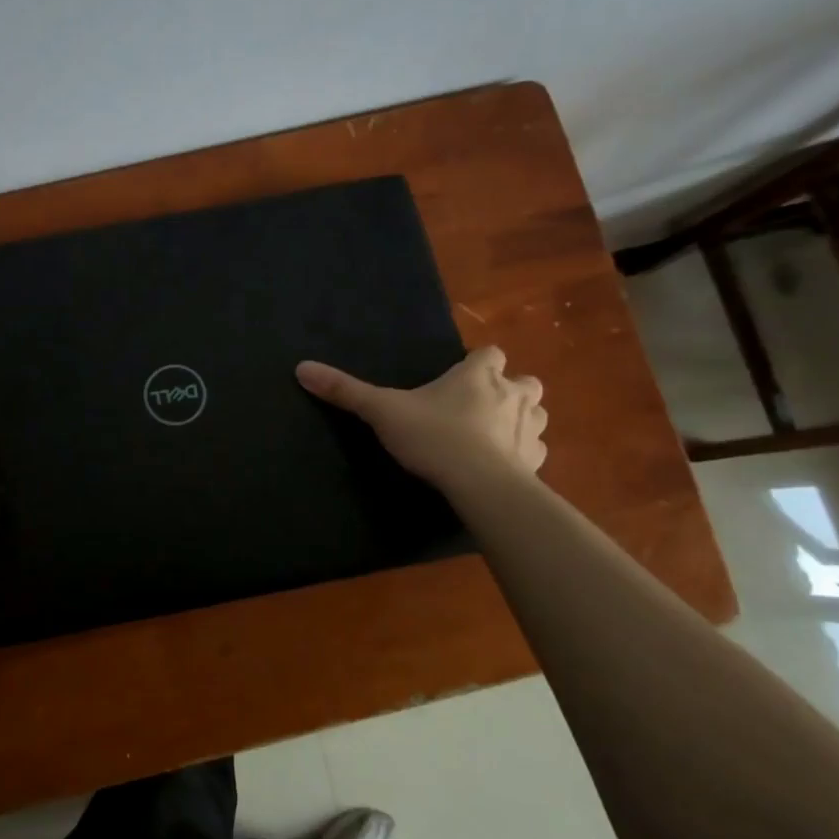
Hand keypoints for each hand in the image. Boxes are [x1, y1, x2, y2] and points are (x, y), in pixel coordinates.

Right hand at [295, 346, 546, 487]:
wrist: (480, 484)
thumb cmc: (434, 437)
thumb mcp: (383, 411)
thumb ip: (346, 391)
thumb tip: (302, 368)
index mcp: (479, 376)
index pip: (491, 353)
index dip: (479, 363)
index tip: (461, 377)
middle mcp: (512, 395)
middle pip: (524, 381)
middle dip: (509, 389)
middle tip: (481, 405)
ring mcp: (529, 429)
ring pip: (536, 413)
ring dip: (521, 419)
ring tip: (495, 434)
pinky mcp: (536, 462)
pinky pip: (535, 451)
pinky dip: (523, 454)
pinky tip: (503, 466)